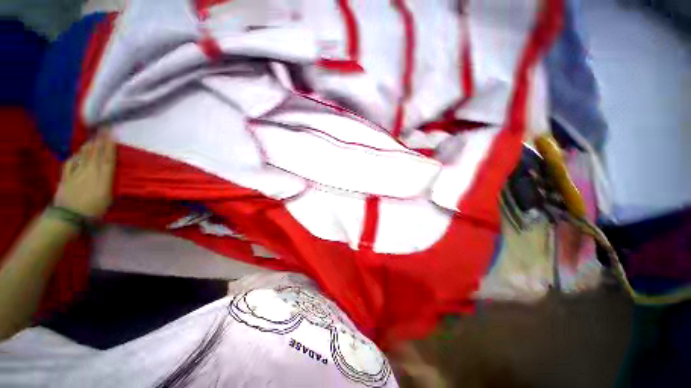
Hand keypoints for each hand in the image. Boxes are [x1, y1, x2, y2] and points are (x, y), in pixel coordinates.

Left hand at [53, 131, 115, 217]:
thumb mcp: (107, 198)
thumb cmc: (94, 210)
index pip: (107, 158)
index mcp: (102, 177)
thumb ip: (109, 182)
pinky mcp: (66, 178)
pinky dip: (74, 157)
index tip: (112, 134)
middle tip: (103, 129)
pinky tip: (76, 154)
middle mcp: (89, 172)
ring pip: (83, 156)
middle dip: (100, 141)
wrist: (69, 217)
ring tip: (93, 139)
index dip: (109, 146)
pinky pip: (70, 163)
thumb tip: (110, 170)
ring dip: (89, 146)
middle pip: (95, 154)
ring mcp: (76, 174)